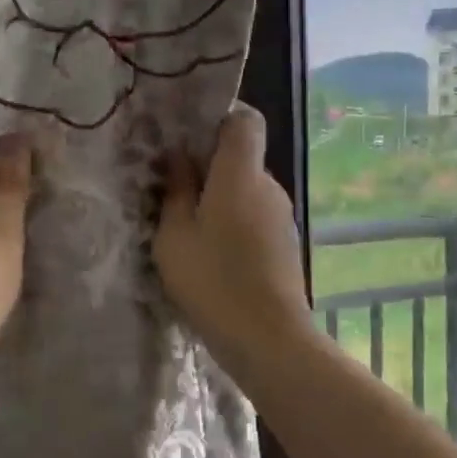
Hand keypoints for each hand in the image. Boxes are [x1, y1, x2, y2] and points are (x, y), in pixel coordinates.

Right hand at [154, 104, 311, 367]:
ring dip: (220, 200)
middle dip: (209, 167)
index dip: (218, 119)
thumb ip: (176, 191)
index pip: (245, 119)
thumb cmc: (213, 281)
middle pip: (242, 157)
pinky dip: (234, 224)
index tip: (187, 139)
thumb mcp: (175, 236)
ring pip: (247, 191)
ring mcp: (282, 216)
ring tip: (188, 230)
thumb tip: (178, 157)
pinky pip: (255, 217)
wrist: (268, 338)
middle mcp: (269, 185)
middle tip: (172, 190)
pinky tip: (213, 255)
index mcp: (241, 174)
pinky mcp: (285, 244)